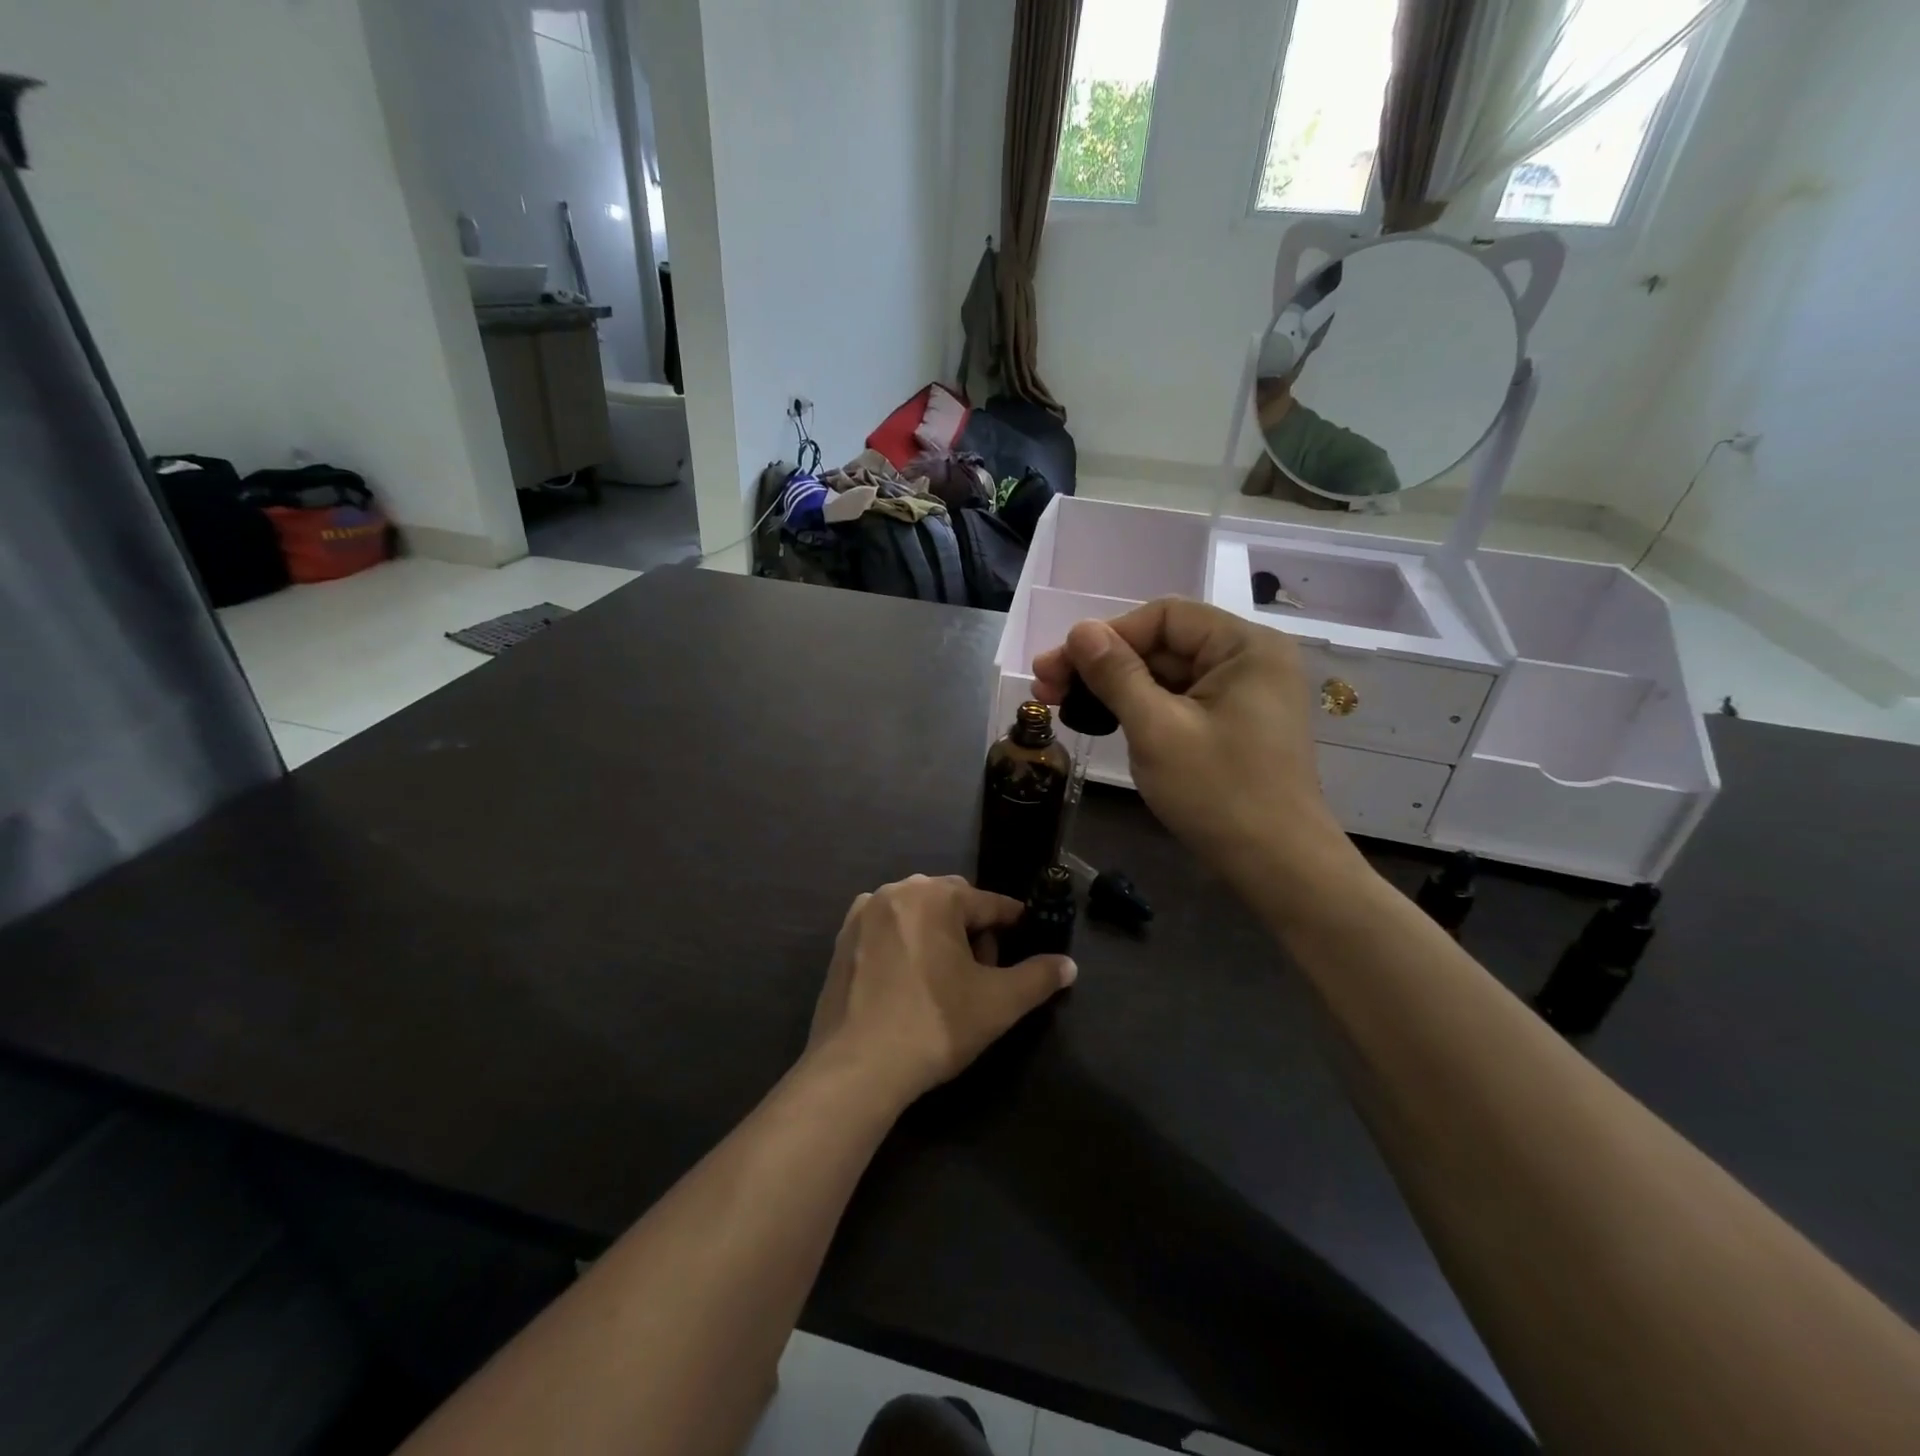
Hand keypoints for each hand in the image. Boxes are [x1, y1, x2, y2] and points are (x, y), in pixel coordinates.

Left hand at [806, 875, 1075, 1108]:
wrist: (856, 1067)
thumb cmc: (934, 1025)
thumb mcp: (999, 1003)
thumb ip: (1039, 978)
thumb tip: (1069, 965)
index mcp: (936, 895)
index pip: (990, 903)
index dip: (1014, 924)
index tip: (1028, 941)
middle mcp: (897, 891)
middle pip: (951, 903)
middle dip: (972, 930)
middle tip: (983, 972)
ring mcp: (863, 913)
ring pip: (917, 913)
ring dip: (937, 934)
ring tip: (945, 978)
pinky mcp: (841, 939)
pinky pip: (887, 929)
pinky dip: (904, 943)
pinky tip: (908, 981)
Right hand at [1031, 598, 1360, 907]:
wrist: (1278, 867)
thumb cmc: (1220, 792)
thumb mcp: (1157, 729)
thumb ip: (1116, 674)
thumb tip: (1079, 630)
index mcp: (1244, 646)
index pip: (1164, 617)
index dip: (1107, 635)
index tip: (1060, 665)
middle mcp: (1249, 660)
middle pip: (1163, 645)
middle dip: (1103, 664)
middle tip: (1047, 687)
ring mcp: (1243, 695)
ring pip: (1166, 675)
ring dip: (1114, 687)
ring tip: (1063, 704)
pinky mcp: (1233, 725)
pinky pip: (1178, 702)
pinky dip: (1140, 709)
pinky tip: (1102, 720)